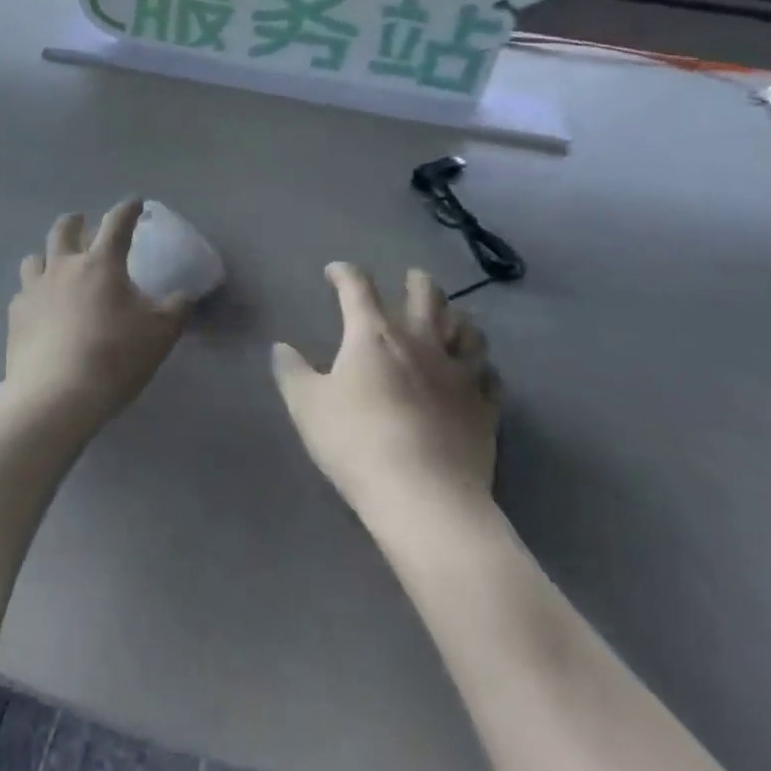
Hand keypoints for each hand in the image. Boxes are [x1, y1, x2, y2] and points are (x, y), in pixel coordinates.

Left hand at [6, 199, 192, 430]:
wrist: (57, 395)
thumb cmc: (115, 356)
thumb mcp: (161, 333)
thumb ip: (177, 308)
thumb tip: (186, 294)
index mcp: (101, 264)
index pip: (117, 224)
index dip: (127, 209)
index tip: (134, 202)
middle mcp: (64, 267)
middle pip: (64, 230)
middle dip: (76, 222)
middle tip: (82, 223)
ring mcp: (35, 289)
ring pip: (35, 258)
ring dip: (48, 256)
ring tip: (56, 266)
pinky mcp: (16, 316)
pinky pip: (23, 293)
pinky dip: (34, 294)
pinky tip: (41, 310)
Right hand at [273, 263, 499, 515]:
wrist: (424, 497)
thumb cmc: (356, 442)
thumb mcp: (307, 406)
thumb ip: (292, 372)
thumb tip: (280, 348)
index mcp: (373, 335)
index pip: (358, 287)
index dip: (345, 273)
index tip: (335, 273)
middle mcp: (421, 342)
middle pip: (426, 294)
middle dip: (416, 281)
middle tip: (411, 280)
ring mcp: (459, 373)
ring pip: (468, 329)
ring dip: (457, 317)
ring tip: (451, 318)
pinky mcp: (485, 408)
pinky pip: (490, 376)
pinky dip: (482, 367)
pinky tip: (478, 373)